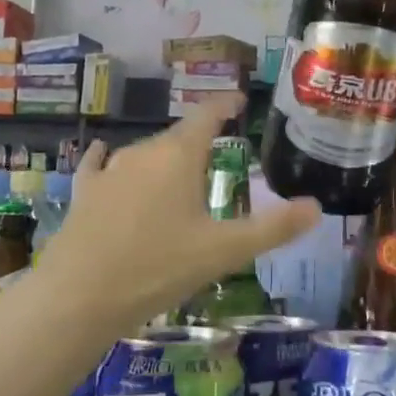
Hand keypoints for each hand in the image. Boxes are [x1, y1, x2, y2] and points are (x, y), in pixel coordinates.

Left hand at [50, 95, 320, 328]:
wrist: (78, 297)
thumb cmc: (158, 268)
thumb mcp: (224, 252)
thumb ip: (273, 229)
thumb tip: (317, 208)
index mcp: (179, 156)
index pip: (208, 115)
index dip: (226, 104)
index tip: (240, 99)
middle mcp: (144, 152)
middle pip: (178, 137)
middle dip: (200, 140)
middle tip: (219, 152)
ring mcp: (110, 170)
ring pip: (145, 154)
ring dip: (165, 159)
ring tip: (180, 173)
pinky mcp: (86, 192)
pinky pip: (102, 165)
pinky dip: (111, 160)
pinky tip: (105, 156)